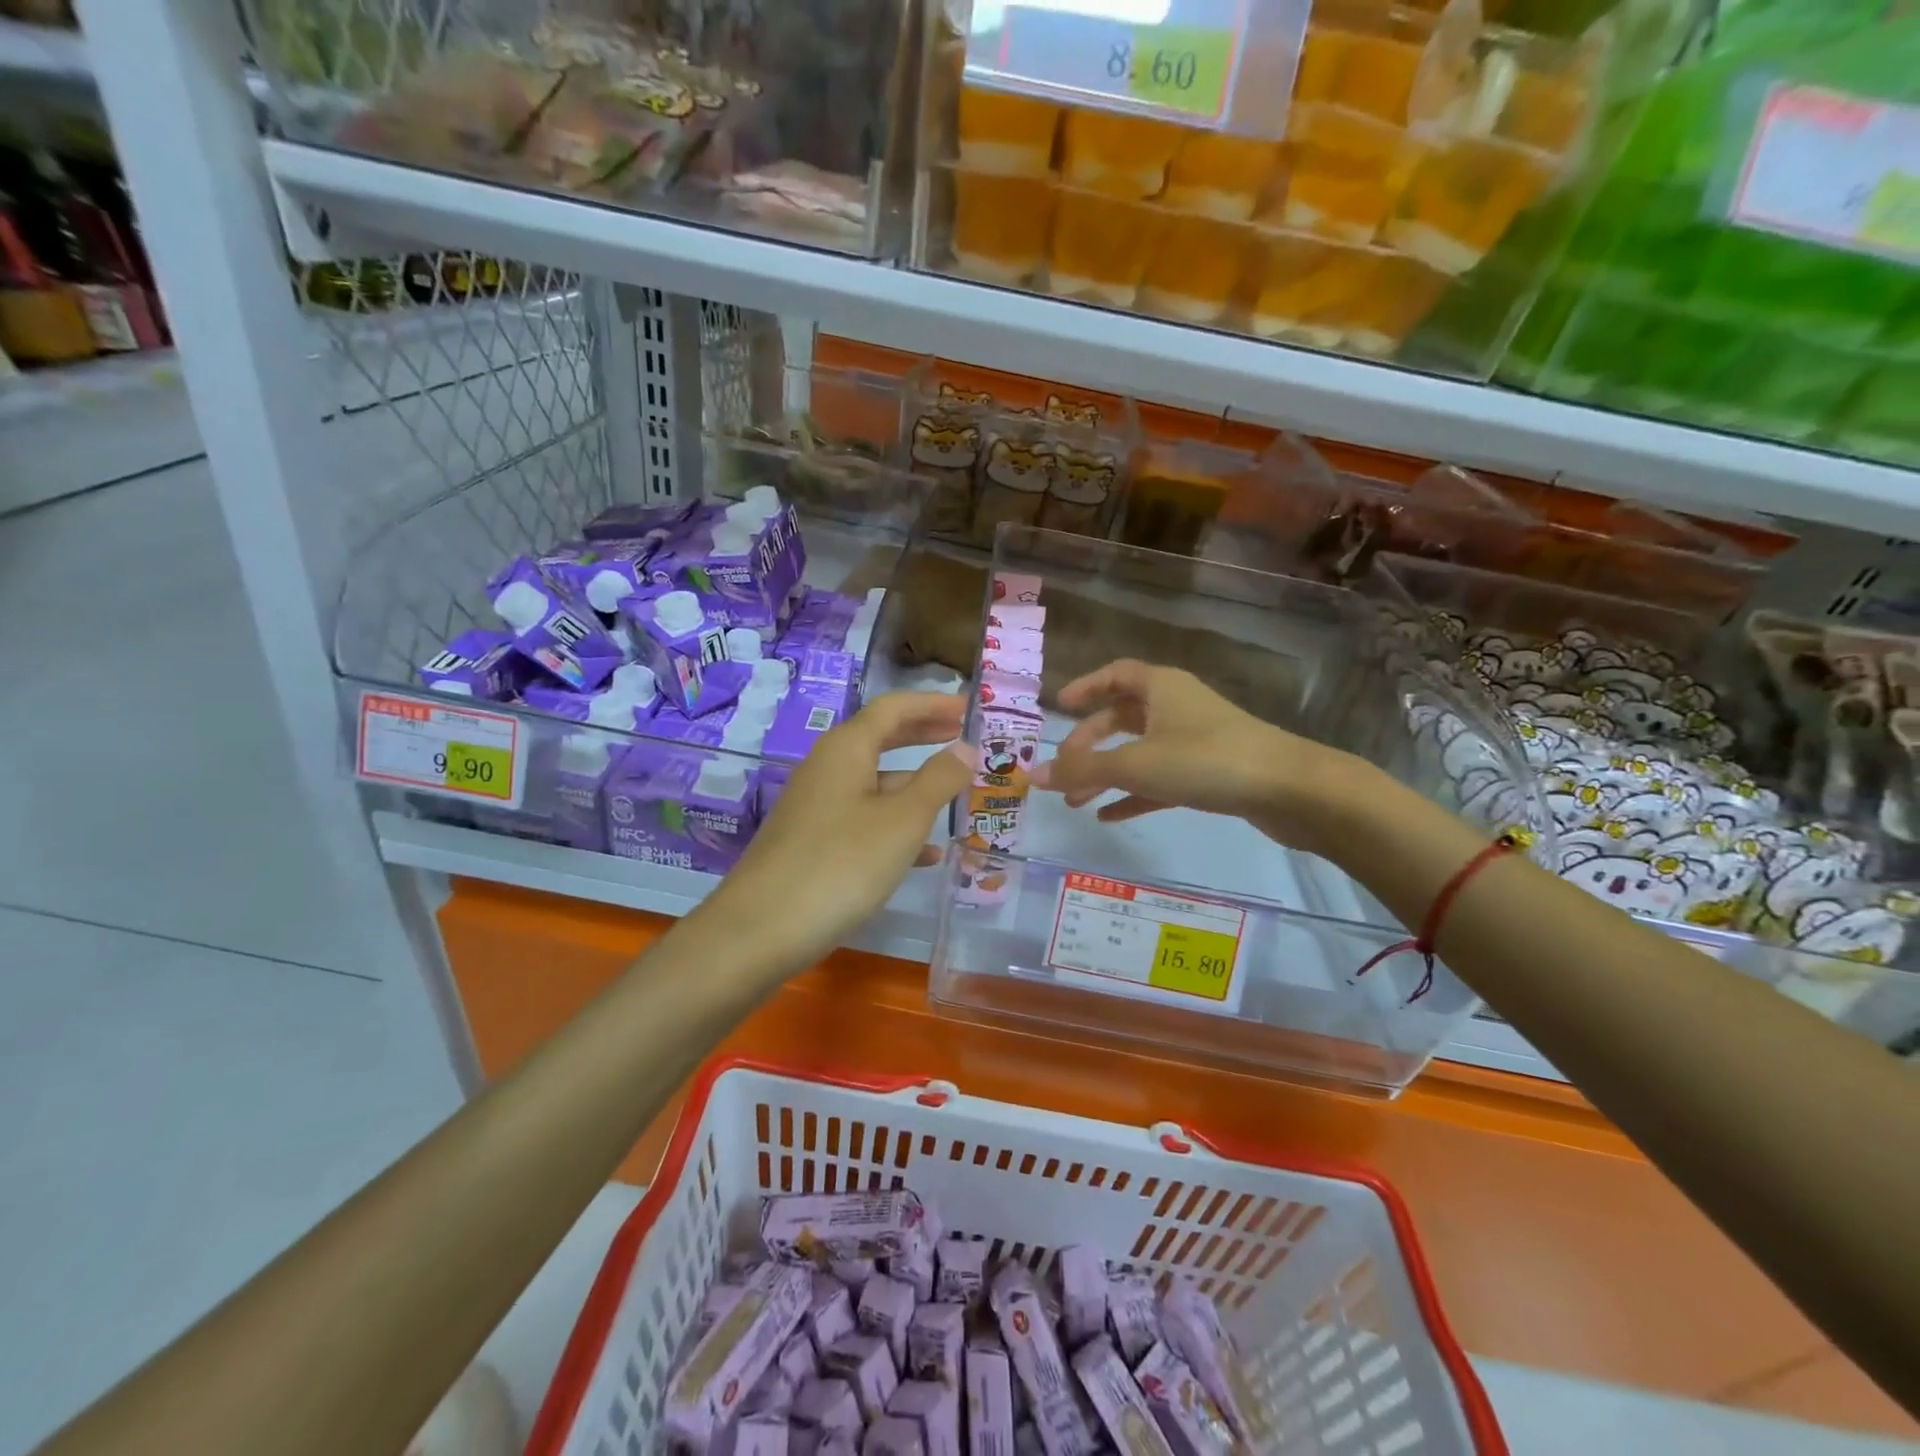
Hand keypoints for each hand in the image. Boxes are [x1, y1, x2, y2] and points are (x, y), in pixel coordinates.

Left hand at [705, 692, 971, 971]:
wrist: (760, 930)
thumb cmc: (841, 864)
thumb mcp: (902, 821)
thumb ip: (938, 780)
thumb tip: (966, 748)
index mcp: (847, 749)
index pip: (894, 708)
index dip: (933, 704)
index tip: (968, 708)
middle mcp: (827, 767)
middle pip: (881, 738)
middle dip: (923, 736)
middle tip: (963, 737)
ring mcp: (815, 805)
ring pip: (873, 782)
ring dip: (914, 785)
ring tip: (955, 797)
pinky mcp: (810, 841)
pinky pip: (862, 818)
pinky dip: (894, 825)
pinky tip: (925, 855)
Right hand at [1031, 659, 1360, 851]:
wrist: (1288, 789)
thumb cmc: (1205, 760)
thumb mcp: (1136, 764)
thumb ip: (1083, 770)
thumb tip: (1033, 776)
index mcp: (1160, 687)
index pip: (1115, 674)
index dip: (1085, 687)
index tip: (1058, 707)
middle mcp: (1176, 706)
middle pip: (1121, 717)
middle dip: (1088, 744)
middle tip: (1062, 770)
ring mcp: (1194, 740)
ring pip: (1138, 752)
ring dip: (1106, 774)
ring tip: (1075, 802)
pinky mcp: (1209, 773)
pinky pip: (1159, 780)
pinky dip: (1133, 794)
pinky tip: (1109, 817)